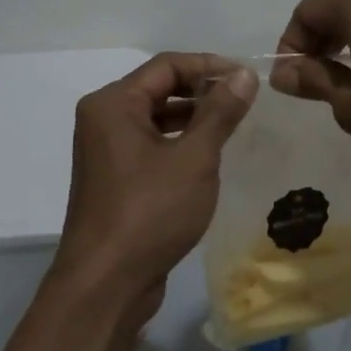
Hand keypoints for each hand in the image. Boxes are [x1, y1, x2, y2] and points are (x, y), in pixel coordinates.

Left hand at [53, 53, 255, 312]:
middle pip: (159, 88)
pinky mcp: (115, 179)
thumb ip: (220, 112)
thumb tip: (243, 75)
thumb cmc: (150, 212)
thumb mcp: (194, 158)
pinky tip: (210, 155)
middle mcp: (103, 119)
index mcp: (113, 104)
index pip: (167, 65)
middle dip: (202, 90)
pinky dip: (179, 142)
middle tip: (245, 100)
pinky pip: (151, 144)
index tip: (247, 78)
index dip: (209, 66)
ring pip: (156, 118)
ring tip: (234, 124)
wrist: (105, 285)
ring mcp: (106, 151)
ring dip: (193, 117)